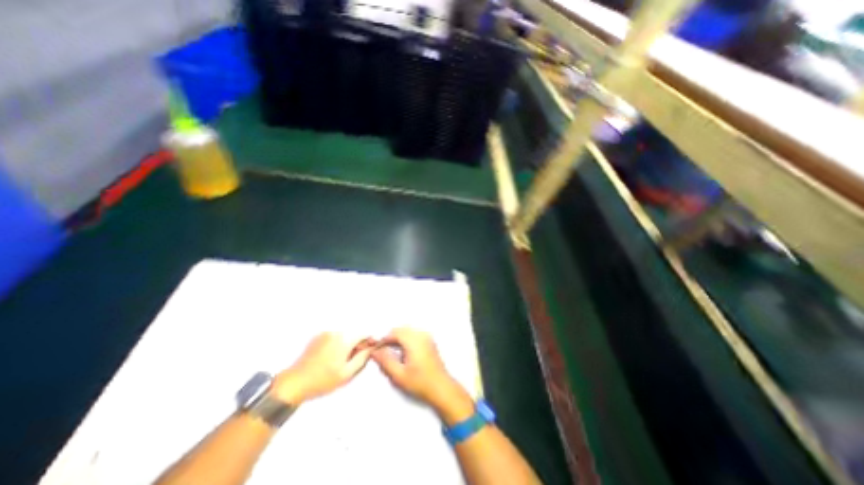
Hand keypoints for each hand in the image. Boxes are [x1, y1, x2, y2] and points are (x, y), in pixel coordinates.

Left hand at [276, 334, 372, 404]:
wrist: (294, 383)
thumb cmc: (322, 380)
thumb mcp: (347, 374)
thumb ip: (362, 358)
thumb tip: (371, 348)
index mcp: (344, 340)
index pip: (364, 334)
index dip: (368, 342)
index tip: (367, 352)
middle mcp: (336, 332)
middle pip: (354, 333)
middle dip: (357, 344)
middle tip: (352, 360)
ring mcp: (325, 333)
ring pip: (344, 335)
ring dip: (347, 344)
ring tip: (339, 361)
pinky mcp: (318, 336)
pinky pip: (334, 336)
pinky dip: (337, 343)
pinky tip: (330, 358)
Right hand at [368, 327, 470, 421]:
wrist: (441, 388)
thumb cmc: (420, 383)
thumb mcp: (399, 375)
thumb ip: (385, 361)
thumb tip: (375, 351)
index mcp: (414, 341)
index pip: (395, 333)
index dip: (384, 339)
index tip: (377, 349)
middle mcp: (421, 335)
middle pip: (401, 330)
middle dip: (391, 338)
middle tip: (383, 351)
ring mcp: (427, 337)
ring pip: (408, 331)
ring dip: (398, 338)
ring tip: (392, 353)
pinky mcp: (430, 341)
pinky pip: (414, 334)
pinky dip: (406, 339)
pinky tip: (403, 352)